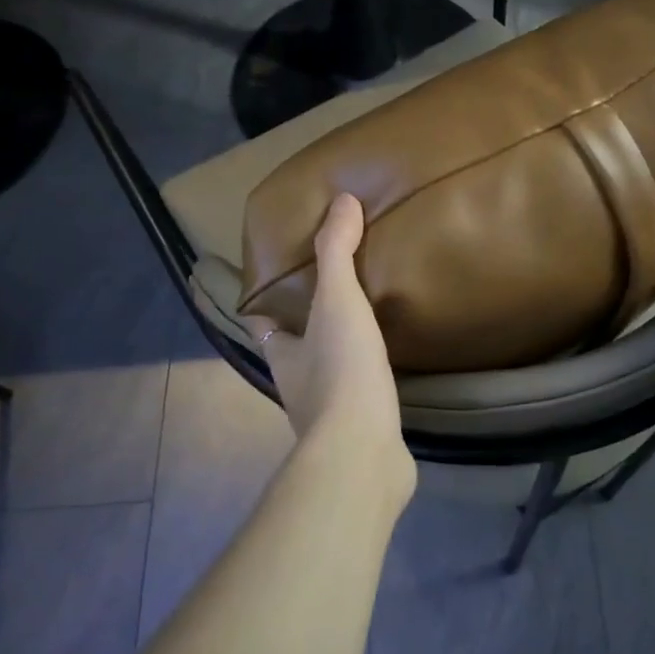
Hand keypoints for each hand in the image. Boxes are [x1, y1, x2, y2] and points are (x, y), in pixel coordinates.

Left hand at [244, 194, 407, 468]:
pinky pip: (360, 399)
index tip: (279, 279)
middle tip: (336, 295)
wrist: (363, 452)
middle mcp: (297, 386)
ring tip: (369, 326)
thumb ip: (336, 251)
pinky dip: (368, 383)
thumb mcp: (337, 301)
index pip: (262, 323)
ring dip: (339, 355)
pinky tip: (391, 370)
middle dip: (307, 327)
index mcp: (282, 354)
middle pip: (295, 349)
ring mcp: (327, 416)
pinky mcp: (359, 434)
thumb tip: (341, 201)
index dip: (265, 303)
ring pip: (327, 376)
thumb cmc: (340, 371)